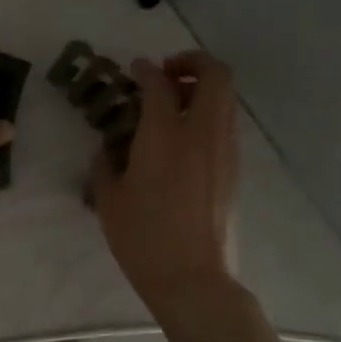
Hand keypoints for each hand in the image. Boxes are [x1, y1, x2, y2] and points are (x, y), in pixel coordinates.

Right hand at [94, 51, 239, 300]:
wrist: (194, 279)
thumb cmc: (143, 238)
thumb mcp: (108, 200)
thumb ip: (105, 164)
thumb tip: (109, 149)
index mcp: (164, 137)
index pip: (160, 84)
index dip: (145, 70)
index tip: (135, 69)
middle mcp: (202, 134)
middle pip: (215, 75)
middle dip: (192, 63)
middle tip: (166, 75)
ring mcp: (225, 151)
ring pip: (226, 98)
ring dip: (202, 89)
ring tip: (174, 105)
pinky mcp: (235, 170)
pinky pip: (226, 124)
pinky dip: (209, 115)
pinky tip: (184, 139)